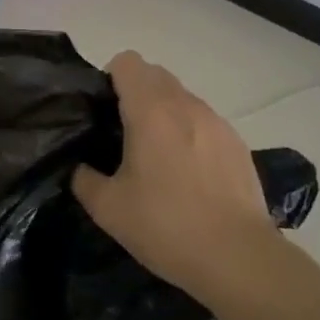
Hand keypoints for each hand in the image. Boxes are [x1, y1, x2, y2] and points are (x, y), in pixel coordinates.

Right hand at [72, 52, 278, 300]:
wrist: (238, 257)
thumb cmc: (166, 226)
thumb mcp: (108, 209)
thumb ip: (84, 179)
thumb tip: (81, 168)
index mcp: (150, 110)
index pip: (127, 62)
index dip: (111, 79)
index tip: (104, 111)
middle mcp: (185, 104)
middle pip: (155, 74)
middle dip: (136, 93)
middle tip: (125, 134)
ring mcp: (216, 121)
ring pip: (182, 98)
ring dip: (165, 113)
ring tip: (159, 158)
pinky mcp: (238, 143)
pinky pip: (204, 122)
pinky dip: (190, 134)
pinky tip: (190, 175)